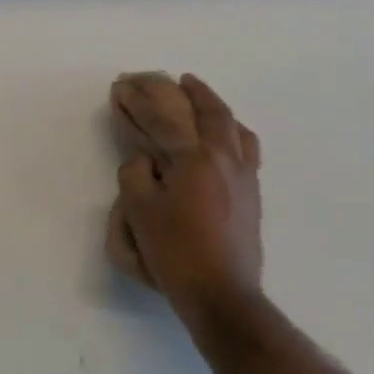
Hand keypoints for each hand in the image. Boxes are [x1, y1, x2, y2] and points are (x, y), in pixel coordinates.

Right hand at [107, 72, 264, 333]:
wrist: (222, 294)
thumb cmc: (175, 253)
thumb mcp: (138, 212)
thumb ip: (135, 174)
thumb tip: (146, 160)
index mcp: (194, 158)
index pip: (163, 118)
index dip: (139, 101)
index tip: (122, 88)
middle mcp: (224, 158)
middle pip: (208, 111)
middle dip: (187, 91)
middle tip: (172, 79)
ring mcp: (244, 176)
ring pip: (234, 126)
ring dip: (215, 106)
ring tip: (200, 96)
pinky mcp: (252, 195)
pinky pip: (247, 148)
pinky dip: (233, 130)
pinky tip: (226, 136)